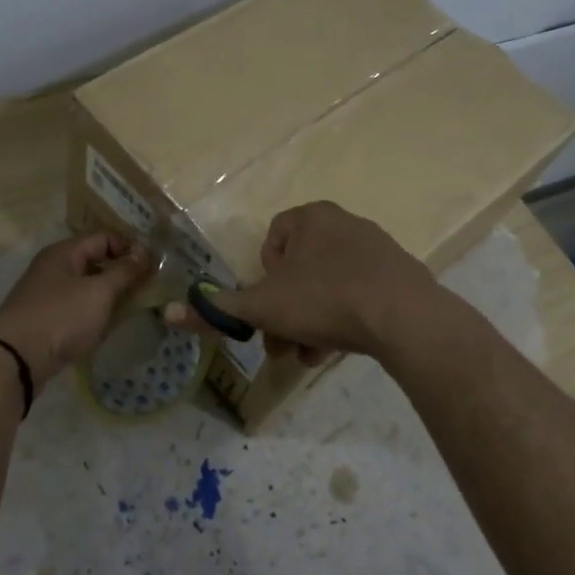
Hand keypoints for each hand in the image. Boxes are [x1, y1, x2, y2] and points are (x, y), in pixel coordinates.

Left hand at [0, 232, 152, 384]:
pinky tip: (109, 323)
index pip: (103, 236)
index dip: (129, 246)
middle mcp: (54, 267)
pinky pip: (77, 306)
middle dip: (122, 271)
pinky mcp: (46, 318)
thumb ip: (124, 271)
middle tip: (149, 286)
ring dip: (110, 293)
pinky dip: (95, 311)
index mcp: (65, 252)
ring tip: (135, 306)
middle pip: (94, 260)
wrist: (16, 358)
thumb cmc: (61, 317)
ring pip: (86, 285)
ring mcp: (48, 293)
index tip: (153, 264)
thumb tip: (144, 252)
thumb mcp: (99, 292)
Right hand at [165, 201, 437, 363]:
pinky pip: (359, 294)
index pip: (273, 238)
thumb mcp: (262, 307)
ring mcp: (376, 249)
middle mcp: (344, 223)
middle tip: (283, 344)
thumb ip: (218, 310)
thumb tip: (168, 312)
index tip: (268, 304)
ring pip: (328, 287)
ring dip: (311, 322)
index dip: (264, 275)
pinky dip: (343, 320)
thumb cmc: (325, 299)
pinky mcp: (399, 275)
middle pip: (300, 270)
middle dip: (286, 310)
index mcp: (311, 218)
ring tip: (311, 356)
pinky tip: (339, 349)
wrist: (405, 318)